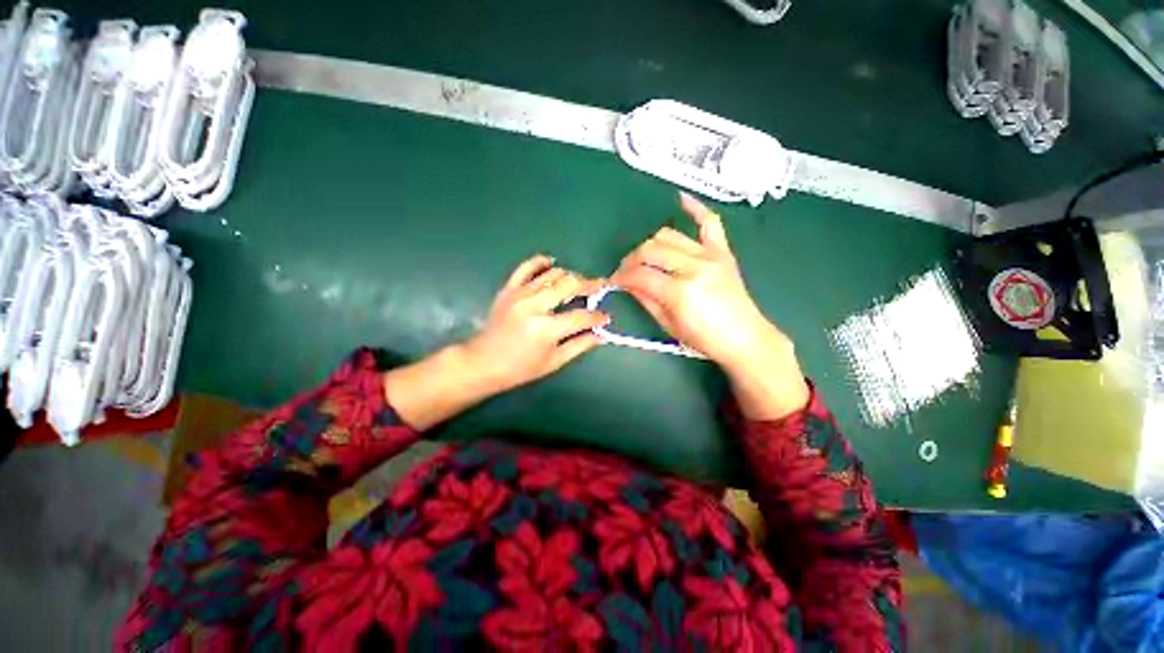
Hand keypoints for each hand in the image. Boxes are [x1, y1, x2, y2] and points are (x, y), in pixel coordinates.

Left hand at [462, 254, 608, 393]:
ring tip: (579, 284)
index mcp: (546, 329)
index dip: (598, 316)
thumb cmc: (520, 368)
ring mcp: (520, 294)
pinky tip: (553, 264)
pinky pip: (526, 267)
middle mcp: (534, 306)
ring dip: (570, 276)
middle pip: (570, 285)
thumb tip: (602, 333)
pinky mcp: (508, 289)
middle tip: (600, 287)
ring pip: (553, 274)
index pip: (581, 316)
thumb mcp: (554, 361)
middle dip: (590, 284)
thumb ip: (580, 345)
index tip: (606, 317)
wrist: (483, 362)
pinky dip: (541, 262)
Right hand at [611, 193, 808, 419]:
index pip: (640, 274)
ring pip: (668, 235)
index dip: (622, 277)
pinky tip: (680, 199)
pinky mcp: (722, 251)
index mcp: (679, 291)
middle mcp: (694, 267)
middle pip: (651, 250)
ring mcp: (710, 255)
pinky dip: (694, 208)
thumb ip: (645, 299)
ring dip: (650, 244)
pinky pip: (709, 222)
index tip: (614, 281)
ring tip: (645, 257)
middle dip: (631, 260)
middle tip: (626, 272)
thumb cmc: (704, 339)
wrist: (744, 338)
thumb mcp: (668, 325)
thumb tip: (627, 283)